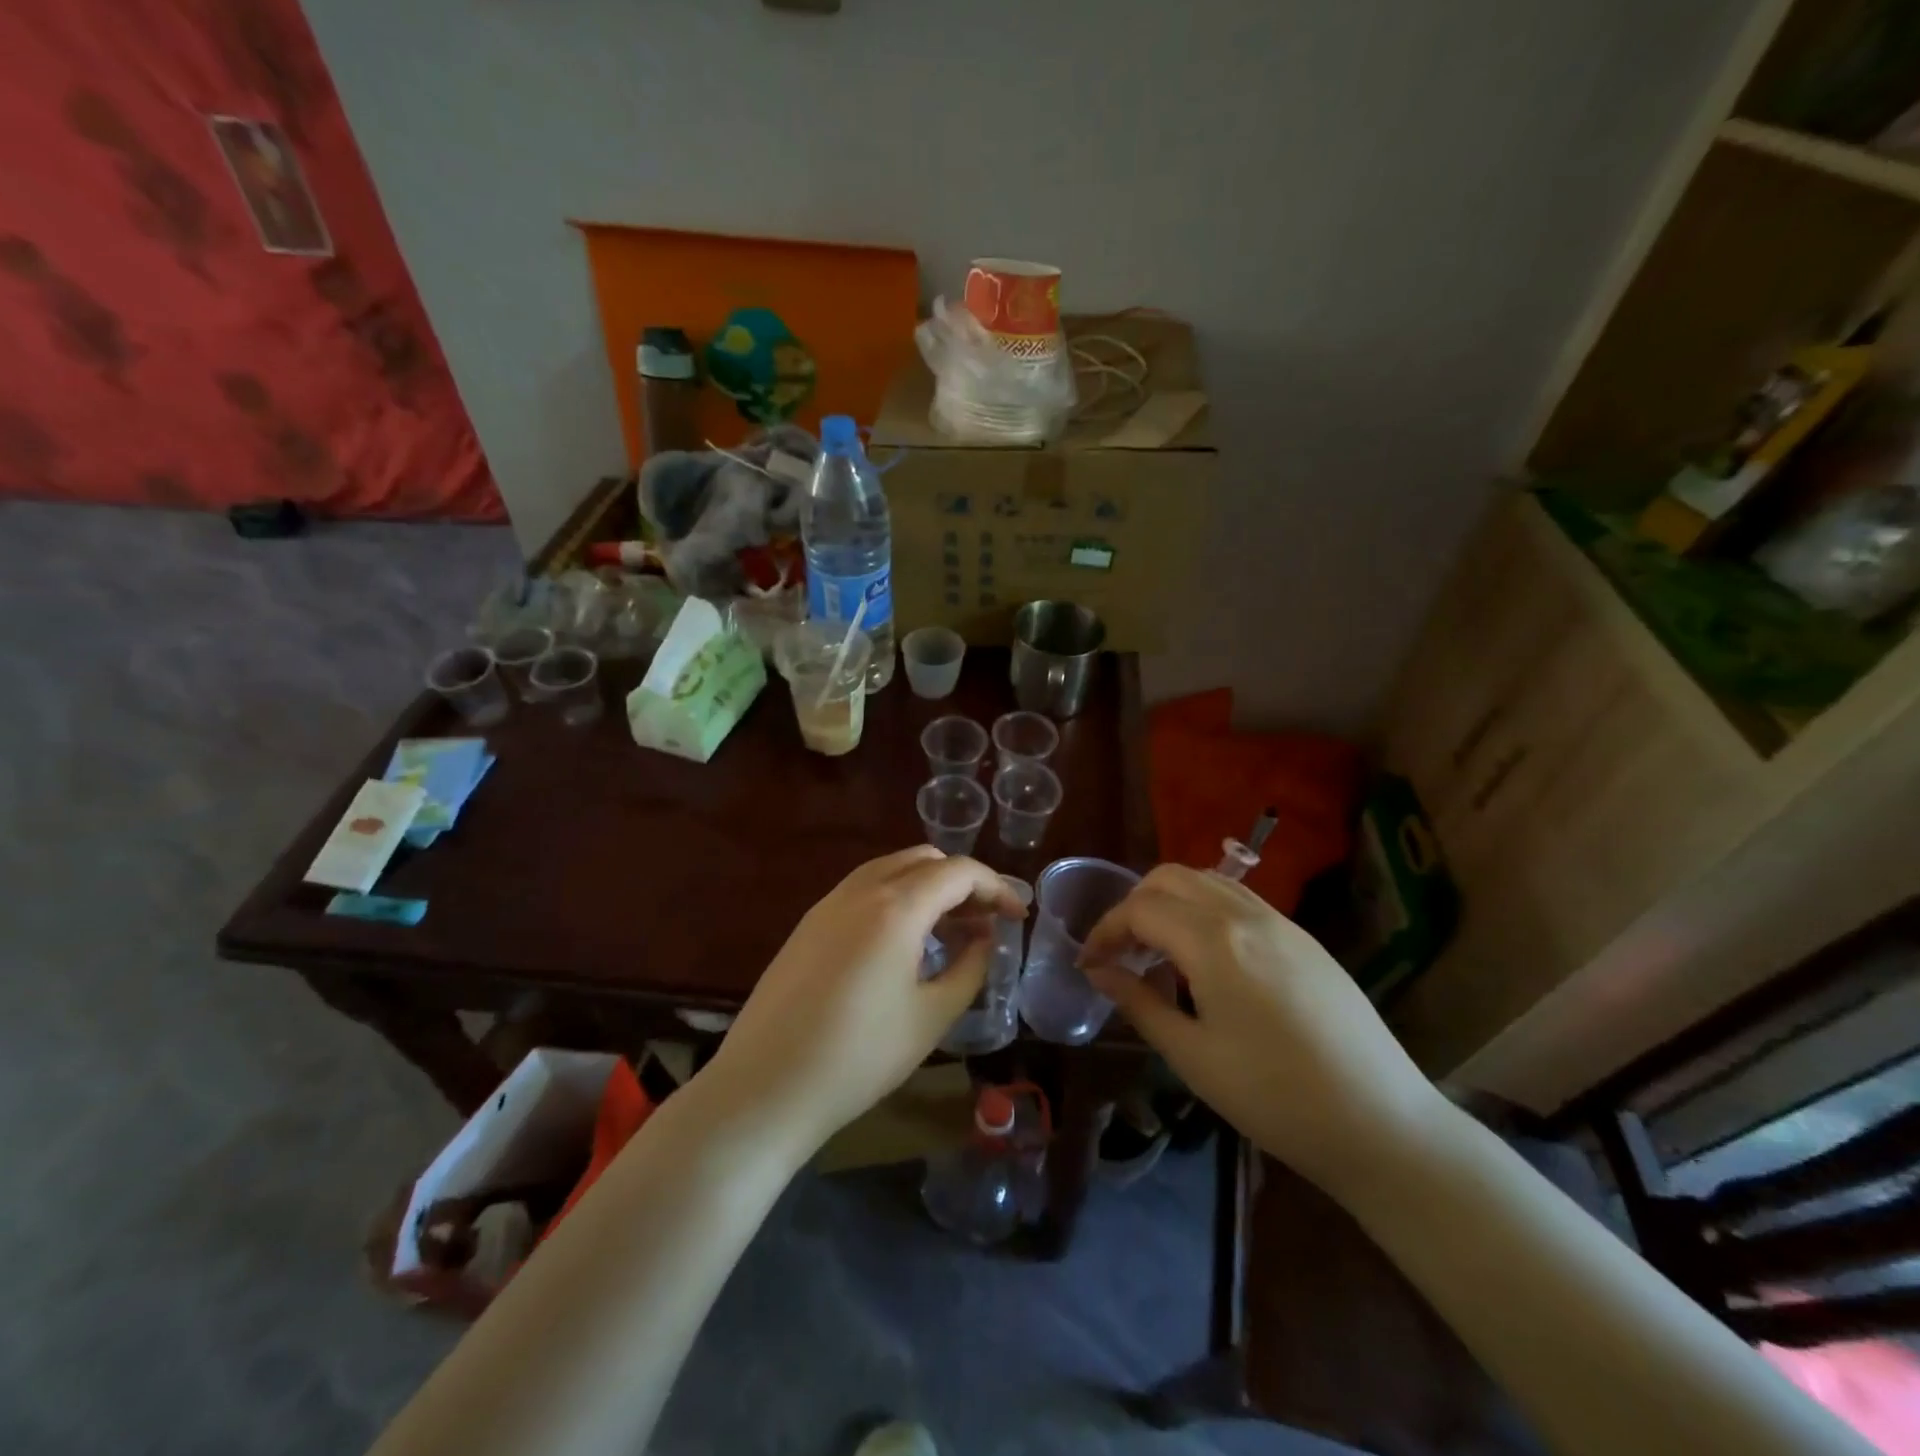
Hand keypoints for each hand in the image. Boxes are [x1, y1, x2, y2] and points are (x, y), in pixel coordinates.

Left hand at [704, 847, 1026, 1152]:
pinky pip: (864, 889)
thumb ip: (970, 968)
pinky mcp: (809, 923)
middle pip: (924, 860)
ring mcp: (828, 903)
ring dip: (928, 887)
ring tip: (950, 931)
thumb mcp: (931, 1017)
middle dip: (962, 882)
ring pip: (891, 870)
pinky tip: (904, 942)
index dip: (996, 888)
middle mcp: (861, 889)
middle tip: (984, 921)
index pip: (959, 871)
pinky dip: (896, 898)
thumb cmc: (859, 1057)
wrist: (765, 1087)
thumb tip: (985, 938)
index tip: (1017, 917)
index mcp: (896, 907)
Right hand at [1080, 865, 1443, 1193]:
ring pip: (1207, 881)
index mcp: (1214, 941)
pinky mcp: (1304, 939)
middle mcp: (1245, 915)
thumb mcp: (1193, 1057)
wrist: (1383, 1125)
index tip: (1089, 964)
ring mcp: (1281, 922)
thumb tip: (1099, 973)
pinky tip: (1206, 959)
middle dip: (1133, 905)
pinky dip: (1204, 910)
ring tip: (1158, 952)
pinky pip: (1239, 900)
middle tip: (1121, 952)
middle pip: (1170, 877)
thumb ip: (1139, 1003)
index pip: (1140, 909)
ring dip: (1170, 902)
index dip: (1105, 931)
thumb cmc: (1276, 1098)